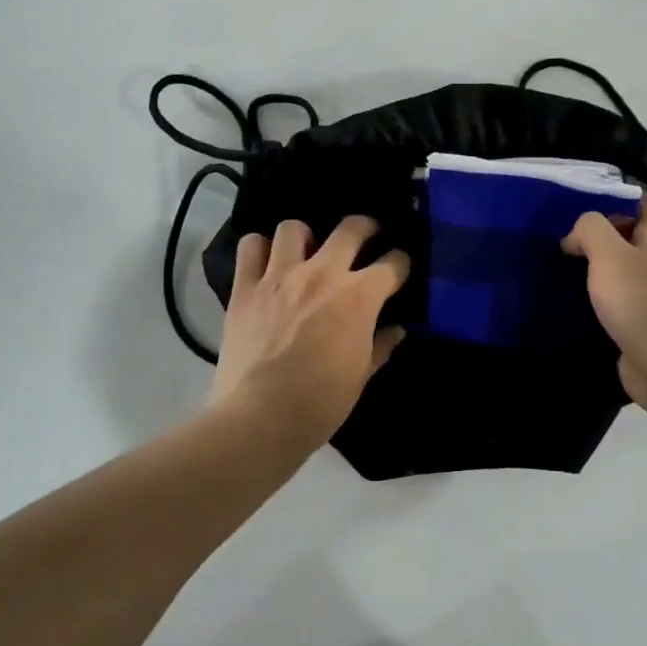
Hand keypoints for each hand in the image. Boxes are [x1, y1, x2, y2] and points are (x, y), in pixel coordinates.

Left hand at [210, 216, 409, 450]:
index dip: (401, 264)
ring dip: (305, 236)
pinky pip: (250, 247)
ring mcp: (280, 277)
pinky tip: (265, 263)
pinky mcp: (245, 288)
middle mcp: (322, 274)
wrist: (261, 417)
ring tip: (306, 252)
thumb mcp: (360, 377)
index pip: (393, 264)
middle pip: (351, 229)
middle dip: (366, 228)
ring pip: (294, 228)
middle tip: (367, 237)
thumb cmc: (320, 403)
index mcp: (358, 297)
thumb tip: (396, 331)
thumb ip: (380, 346)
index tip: (400, 270)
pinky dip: (258, 249)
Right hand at [562, 197, 646, 420]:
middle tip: (558, 236)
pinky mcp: (641, 329)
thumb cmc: (643, 302)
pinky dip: (595, 303)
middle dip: (598, 236)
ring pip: (620, 275)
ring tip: (556, 268)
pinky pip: (615, 307)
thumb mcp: (610, 254)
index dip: (616, 195)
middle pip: (629, 240)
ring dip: (594, 272)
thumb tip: (574, 236)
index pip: (643, 204)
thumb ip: (591, 230)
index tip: (580, 197)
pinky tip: (569, 305)